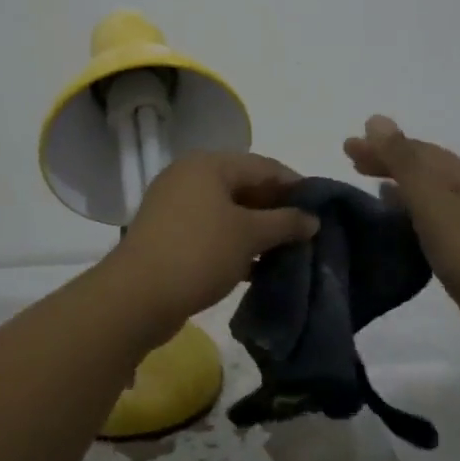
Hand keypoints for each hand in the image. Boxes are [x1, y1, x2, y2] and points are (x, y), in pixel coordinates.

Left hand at [108, 151, 319, 333]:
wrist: (137, 296)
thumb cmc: (199, 253)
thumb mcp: (249, 236)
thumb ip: (285, 222)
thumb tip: (312, 218)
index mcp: (208, 164)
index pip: (263, 165)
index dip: (295, 185)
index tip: (321, 207)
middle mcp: (188, 176)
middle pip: (244, 186)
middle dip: (276, 209)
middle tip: (306, 232)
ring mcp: (174, 205)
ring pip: (227, 211)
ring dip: (257, 229)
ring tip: (287, 251)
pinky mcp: (167, 234)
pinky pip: (211, 230)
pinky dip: (234, 243)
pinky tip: (257, 266)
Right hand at [343, 116, 459, 373]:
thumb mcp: (433, 203)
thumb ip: (404, 161)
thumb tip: (377, 119)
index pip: (419, 150)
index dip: (383, 145)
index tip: (346, 147)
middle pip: (426, 169)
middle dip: (389, 161)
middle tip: (351, 161)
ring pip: (431, 197)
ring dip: (401, 187)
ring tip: (371, 188)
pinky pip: (436, 223)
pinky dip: (413, 215)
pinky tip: (402, 228)